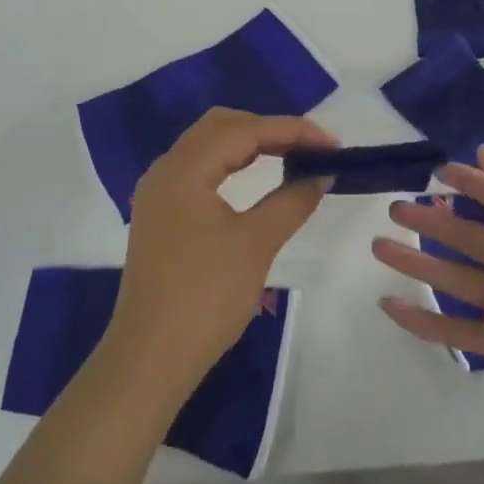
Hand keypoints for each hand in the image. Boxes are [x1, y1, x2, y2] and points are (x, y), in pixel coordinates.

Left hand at [105, 108, 333, 396]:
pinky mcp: (160, 213)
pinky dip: (231, 164)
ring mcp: (159, 191)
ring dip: (250, 145)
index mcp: (185, 167)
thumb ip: (292, 199)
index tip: (332, 144)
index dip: (292, 130)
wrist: (151, 356)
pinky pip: (199, 169)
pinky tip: (255, 178)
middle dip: (269, 130)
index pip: (244, 130)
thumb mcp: (256, 243)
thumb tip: (322, 173)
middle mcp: (166, 168)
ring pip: (208, 146)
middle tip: (311, 149)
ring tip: (291, 158)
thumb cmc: (206, 296)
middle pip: (221, 127)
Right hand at [372, 146, 483, 428]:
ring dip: (415, 262)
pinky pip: (455, 331)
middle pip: (465, 236)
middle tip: (395, 206)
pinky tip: (390, 304)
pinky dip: (422, 320)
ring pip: (451, 278)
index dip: (469, 182)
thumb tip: (482, 153)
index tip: (436, 170)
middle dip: (431, 220)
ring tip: (378, 245)